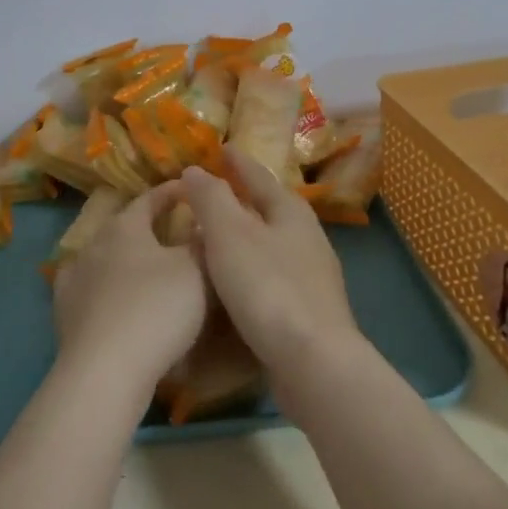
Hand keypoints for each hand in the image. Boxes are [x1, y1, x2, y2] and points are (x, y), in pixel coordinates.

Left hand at [52, 180, 207, 403]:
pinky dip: (104, 288)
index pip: (149, 199)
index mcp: (124, 227)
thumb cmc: (157, 309)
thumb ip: (202, 243)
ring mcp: (73, 278)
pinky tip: (110, 298)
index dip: (170, 193)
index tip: (188, 189)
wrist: (106, 369)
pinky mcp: (64, 312)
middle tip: (170, 230)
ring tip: (143, 266)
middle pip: (123, 227)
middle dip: (146, 226)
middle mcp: (94, 244)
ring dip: (123, 258)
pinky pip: (88, 289)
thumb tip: (204, 224)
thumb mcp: (196, 271)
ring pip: (103, 257)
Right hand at [179, 152, 362, 373]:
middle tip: (217, 188)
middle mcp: (308, 238)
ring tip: (219, 233)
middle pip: (272, 208)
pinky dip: (252, 266)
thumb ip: (211, 198)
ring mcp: (312, 275)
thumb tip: (195, 169)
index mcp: (291, 213)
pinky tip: (236, 279)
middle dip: (246, 197)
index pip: (260, 177)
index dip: (238, 163)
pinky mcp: (308, 308)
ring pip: (273, 242)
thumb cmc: (267, 287)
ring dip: (248, 233)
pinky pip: (274, 273)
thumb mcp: (230, 234)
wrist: (312, 360)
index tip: (222, 149)